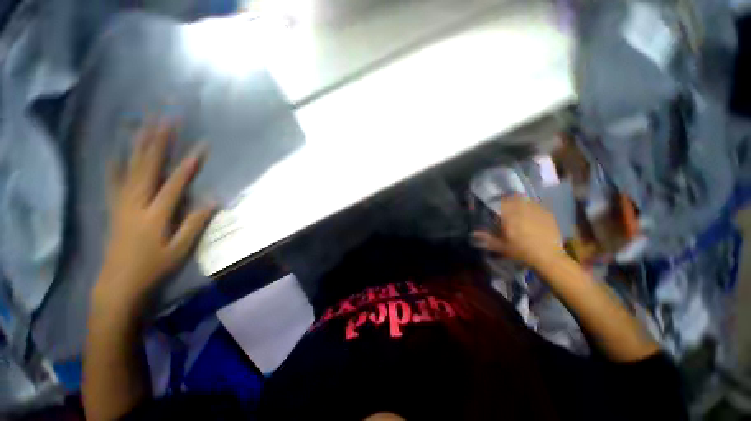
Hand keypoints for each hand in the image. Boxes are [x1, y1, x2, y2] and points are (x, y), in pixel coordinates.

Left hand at [93, 119, 215, 310]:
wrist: (118, 283)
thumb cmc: (153, 267)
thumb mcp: (179, 249)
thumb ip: (195, 223)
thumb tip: (213, 200)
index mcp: (154, 214)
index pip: (175, 183)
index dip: (189, 165)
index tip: (201, 146)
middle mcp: (135, 202)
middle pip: (147, 166)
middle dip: (158, 141)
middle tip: (166, 119)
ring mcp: (121, 202)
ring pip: (130, 167)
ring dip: (139, 144)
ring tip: (145, 123)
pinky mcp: (114, 206)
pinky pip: (113, 180)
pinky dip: (115, 163)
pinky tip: (116, 150)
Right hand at [472, 195, 565, 268]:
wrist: (548, 257)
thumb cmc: (521, 252)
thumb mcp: (501, 246)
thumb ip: (487, 238)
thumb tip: (472, 233)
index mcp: (510, 216)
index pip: (501, 201)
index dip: (497, 201)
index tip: (494, 204)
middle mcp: (523, 210)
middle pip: (514, 198)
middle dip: (509, 200)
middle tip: (506, 206)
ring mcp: (537, 210)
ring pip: (526, 200)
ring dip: (520, 202)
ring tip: (518, 209)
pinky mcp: (548, 214)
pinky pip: (537, 205)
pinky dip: (532, 207)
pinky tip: (532, 215)